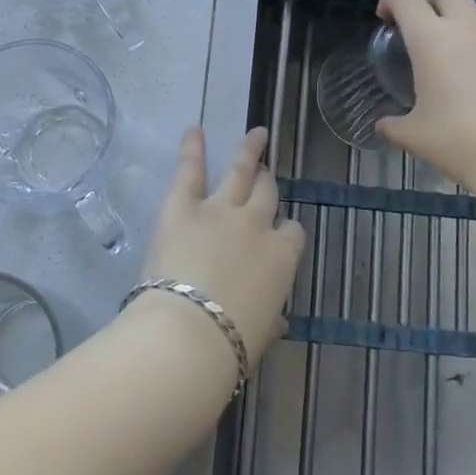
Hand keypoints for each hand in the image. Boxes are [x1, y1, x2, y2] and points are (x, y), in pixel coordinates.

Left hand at [139, 127, 305, 367]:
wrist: (189, 335)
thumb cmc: (230, 346)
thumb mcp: (260, 334)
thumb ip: (270, 319)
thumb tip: (279, 321)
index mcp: (282, 257)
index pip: (292, 232)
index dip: (284, 231)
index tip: (279, 234)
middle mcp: (256, 224)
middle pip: (268, 195)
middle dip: (268, 184)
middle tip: (267, 174)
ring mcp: (221, 209)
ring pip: (241, 171)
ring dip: (249, 151)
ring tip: (256, 134)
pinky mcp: (183, 206)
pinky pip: (190, 170)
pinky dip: (192, 148)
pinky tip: (194, 128)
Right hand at [376, 0, 475, 191]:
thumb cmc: (462, 142)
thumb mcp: (416, 137)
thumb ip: (394, 126)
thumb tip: (384, 125)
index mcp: (431, 39)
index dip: (390, 1)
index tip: (387, 19)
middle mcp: (467, 25)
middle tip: (427, 27)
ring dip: (470, 14)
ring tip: (466, 42)